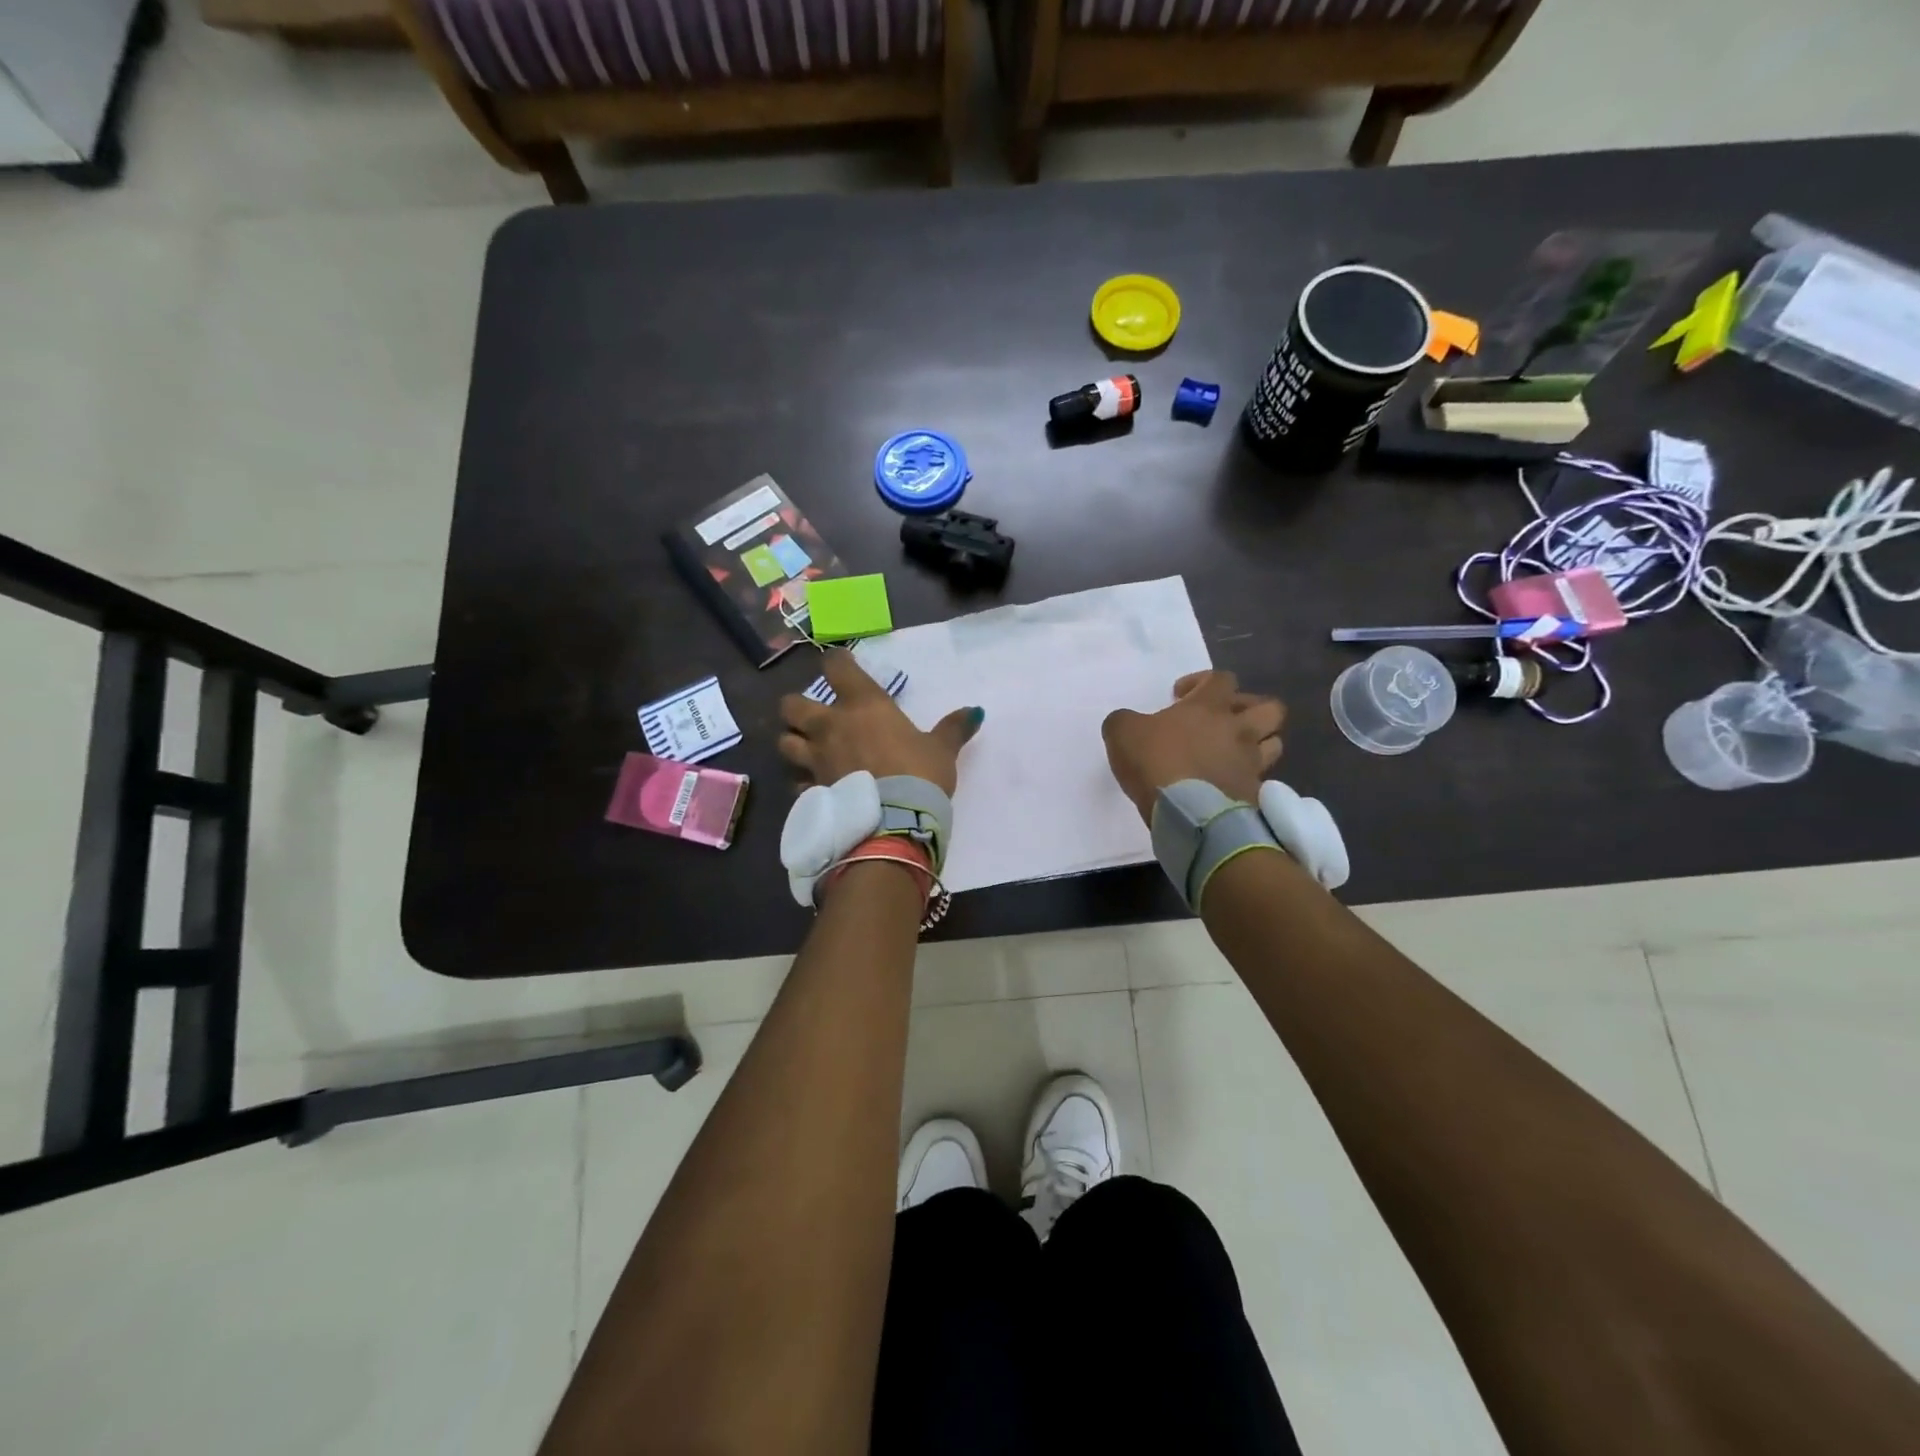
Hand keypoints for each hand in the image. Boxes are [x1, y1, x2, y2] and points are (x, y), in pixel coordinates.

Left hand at [778, 651, 982, 794]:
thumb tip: (976, 712)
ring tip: (806, 749)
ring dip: (793, 742)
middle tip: (813, 714)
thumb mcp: (942, 750)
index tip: (842, 664)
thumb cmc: (919, 775)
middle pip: (791, 705)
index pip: (836, 668)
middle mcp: (831, 727)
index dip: (836, 662)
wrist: (895, 825)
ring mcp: (816, 760)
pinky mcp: (812, 792)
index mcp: (862, 706)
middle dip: (797, 707)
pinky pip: (798, 784)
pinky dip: (804, 784)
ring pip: (785, 743)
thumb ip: (953, 729)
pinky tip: (817, 789)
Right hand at [1101, 671, 1285, 823]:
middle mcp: (1239, 730)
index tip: (1180, 697)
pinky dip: (1250, 779)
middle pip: (1270, 708)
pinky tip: (1230, 784)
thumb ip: (1124, 721)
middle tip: (1224, 720)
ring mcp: (1251, 762)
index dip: (1202, 682)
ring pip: (1275, 742)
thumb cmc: (1157, 763)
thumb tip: (1126, 721)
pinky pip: (1262, 780)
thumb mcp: (1122, 733)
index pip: (1221, 678)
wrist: (1187, 813)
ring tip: (1234, 752)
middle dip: (1250, 708)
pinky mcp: (1255, 793)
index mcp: (1209, 707)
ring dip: (1258, 743)